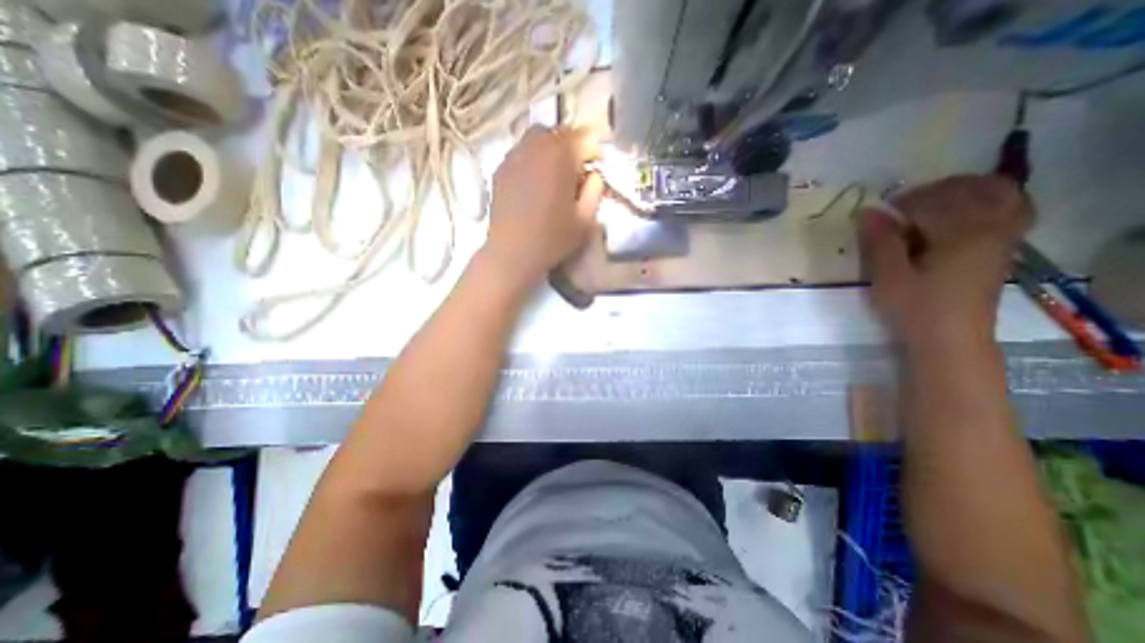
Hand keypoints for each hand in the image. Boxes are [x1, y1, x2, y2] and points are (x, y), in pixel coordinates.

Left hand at [482, 122, 606, 287]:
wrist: (511, 253)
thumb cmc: (552, 239)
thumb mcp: (586, 220)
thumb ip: (596, 190)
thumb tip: (594, 175)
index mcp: (561, 156)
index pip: (586, 137)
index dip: (595, 153)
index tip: (597, 170)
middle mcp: (536, 146)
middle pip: (561, 132)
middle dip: (573, 147)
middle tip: (577, 172)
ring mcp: (514, 155)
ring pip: (538, 137)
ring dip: (552, 150)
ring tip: (555, 174)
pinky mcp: (500, 168)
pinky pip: (521, 152)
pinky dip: (533, 159)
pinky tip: (534, 182)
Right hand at [865, 177, 1034, 349]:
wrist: (951, 337)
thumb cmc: (915, 308)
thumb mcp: (888, 277)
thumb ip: (880, 242)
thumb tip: (868, 211)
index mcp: (959, 234)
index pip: (930, 201)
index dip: (901, 202)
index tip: (877, 212)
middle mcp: (990, 226)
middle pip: (965, 189)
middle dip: (929, 192)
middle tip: (899, 208)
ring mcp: (1004, 235)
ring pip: (995, 192)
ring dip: (960, 190)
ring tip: (930, 204)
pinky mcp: (1005, 245)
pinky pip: (1010, 206)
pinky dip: (987, 198)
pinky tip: (962, 210)